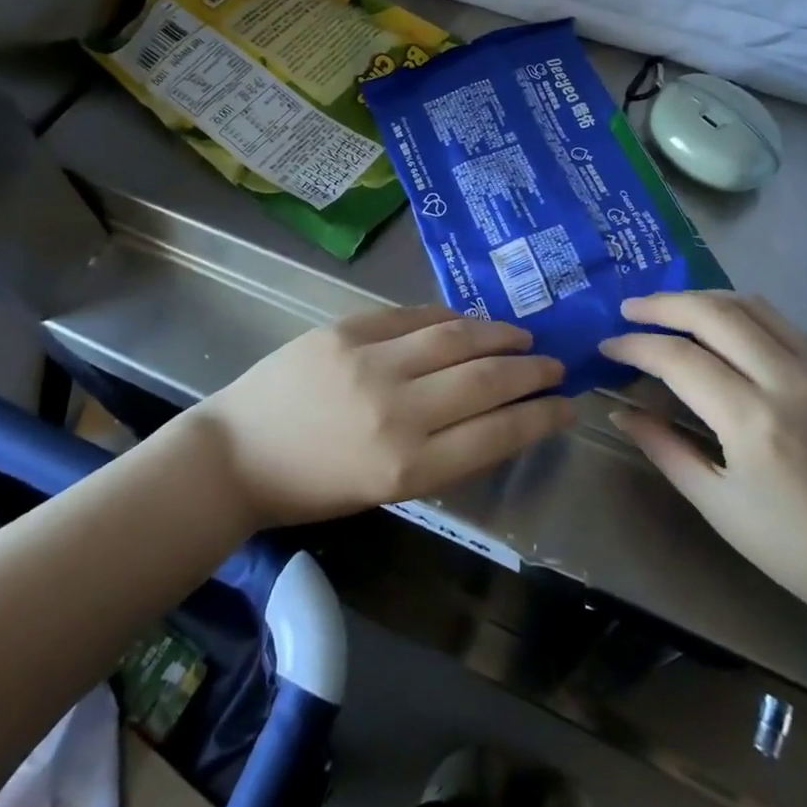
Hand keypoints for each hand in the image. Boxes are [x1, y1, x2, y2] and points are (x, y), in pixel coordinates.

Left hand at [195, 305, 572, 526]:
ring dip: (499, 335)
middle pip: (486, 380)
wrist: (237, 454)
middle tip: (555, 366)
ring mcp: (370, 362)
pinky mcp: (347, 329)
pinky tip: (470, 322)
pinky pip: (414, 315)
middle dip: (531, 372)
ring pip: (456, 336)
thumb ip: (444, 455)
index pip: (497, 434)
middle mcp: (396, 411)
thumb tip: (499, 416)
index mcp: (407, 468)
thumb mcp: (387, 491)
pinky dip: (451, 317)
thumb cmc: (313, 487)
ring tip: (522, 338)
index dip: (542, 417)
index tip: (569, 406)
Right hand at [600, 292, 806, 637]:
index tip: (606, 345)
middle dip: (664, 304)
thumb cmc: (802, 551)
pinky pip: (785, 324)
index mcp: (754, 421)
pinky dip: (744, 317)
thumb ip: (665, 449)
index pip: (678, 357)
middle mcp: (790, 379)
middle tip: (631, 310)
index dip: (635, 345)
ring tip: (672, 310)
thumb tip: (619, 411)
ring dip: (704, 300)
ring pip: (753, 305)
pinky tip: (727, 335)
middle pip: (714, 312)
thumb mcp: (720, 507)